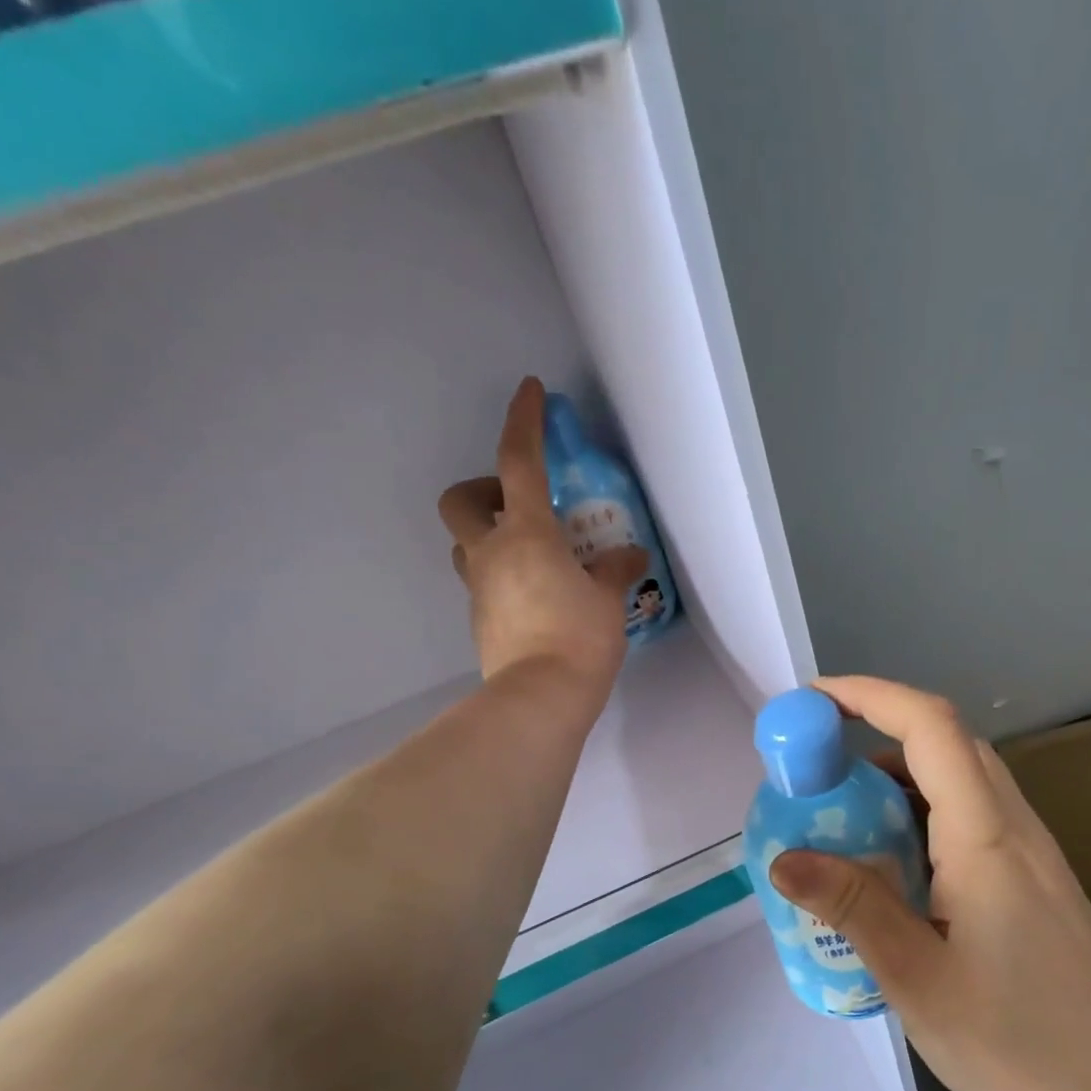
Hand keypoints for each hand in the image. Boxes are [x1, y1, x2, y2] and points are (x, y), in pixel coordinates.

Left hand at [439, 378, 645, 695]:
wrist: (540, 699)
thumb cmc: (579, 639)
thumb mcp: (608, 600)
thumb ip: (615, 570)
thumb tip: (630, 555)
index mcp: (526, 533)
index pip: (518, 461)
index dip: (524, 421)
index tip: (530, 391)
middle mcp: (491, 552)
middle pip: (461, 500)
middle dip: (481, 489)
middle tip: (518, 505)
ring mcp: (479, 588)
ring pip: (465, 544)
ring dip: (489, 536)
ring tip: (532, 555)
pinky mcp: (480, 620)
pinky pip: (483, 582)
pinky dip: (503, 576)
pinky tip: (537, 597)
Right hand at [768, 677, 1090, 1090]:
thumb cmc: (1016, 1046)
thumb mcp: (917, 979)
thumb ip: (853, 907)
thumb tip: (783, 859)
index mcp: (986, 838)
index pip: (931, 726)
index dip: (869, 696)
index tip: (811, 703)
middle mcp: (1015, 828)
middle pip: (948, 742)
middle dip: (878, 730)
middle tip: (817, 764)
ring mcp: (1032, 854)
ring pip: (963, 778)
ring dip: (900, 774)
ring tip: (844, 814)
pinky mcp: (1035, 881)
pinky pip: (973, 817)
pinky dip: (923, 813)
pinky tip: (894, 865)